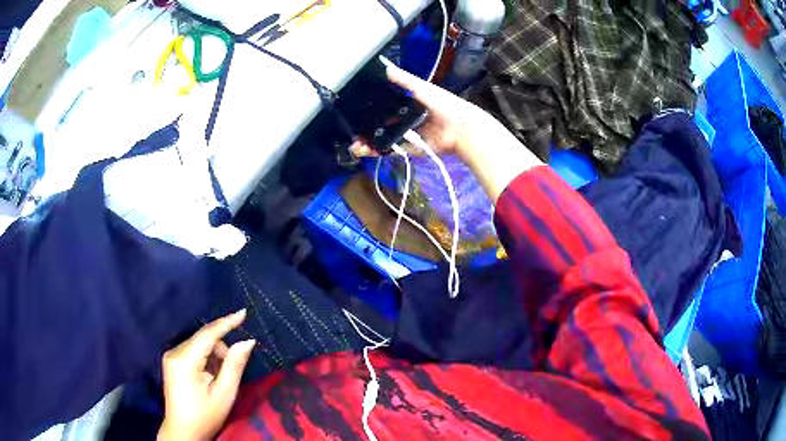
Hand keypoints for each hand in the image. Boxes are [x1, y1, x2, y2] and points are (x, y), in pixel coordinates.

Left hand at [158, 310, 254, 440]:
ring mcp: (171, 356)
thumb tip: (247, 341)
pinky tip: (208, 376)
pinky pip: (193, 351)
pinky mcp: (172, 361)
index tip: (244, 312)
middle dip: (220, 350)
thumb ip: (235, 365)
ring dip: (213, 356)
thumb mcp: (225, 393)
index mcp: (185, 360)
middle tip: (229, 373)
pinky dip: (205, 359)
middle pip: (203, 339)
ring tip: (218, 379)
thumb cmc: (206, 415)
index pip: (207, 334)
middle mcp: (174, 352)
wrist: (184, 431)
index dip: (226, 322)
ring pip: (199, 344)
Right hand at [352, 58, 542, 201]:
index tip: (353, 110)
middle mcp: (403, 118)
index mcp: (406, 102)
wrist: (460, 128)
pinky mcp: (409, 148)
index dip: (367, 108)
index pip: (382, 105)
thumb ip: (403, 79)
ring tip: (354, 145)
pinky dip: (378, 151)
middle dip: (364, 128)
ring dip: (367, 142)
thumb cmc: (442, 104)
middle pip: (379, 123)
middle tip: (350, 131)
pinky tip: (364, 151)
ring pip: (382, 138)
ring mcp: (405, 134)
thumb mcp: (420, 87)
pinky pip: (390, 150)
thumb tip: (384, 65)